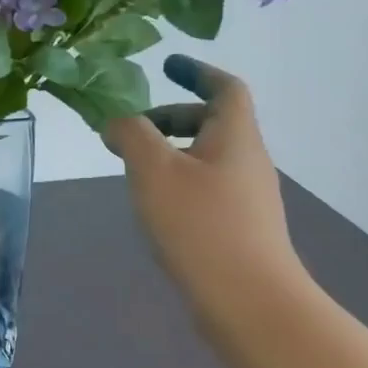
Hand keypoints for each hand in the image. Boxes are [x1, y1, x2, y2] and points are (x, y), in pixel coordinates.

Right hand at [103, 56, 306, 317]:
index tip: (167, 65)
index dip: (197, 71)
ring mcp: (248, 198)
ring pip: (207, 157)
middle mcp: (247, 161)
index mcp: (235, 137)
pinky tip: (154, 206)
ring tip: (133, 169)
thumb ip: (131, 135)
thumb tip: (118, 122)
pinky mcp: (240, 228)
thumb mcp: (153, 170)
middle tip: (130, 130)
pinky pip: (206, 187)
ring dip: (171, 152)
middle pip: (213, 122)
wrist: (250, 302)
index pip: (225, 88)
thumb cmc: (200, 224)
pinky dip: (178, 181)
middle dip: (171, 117)